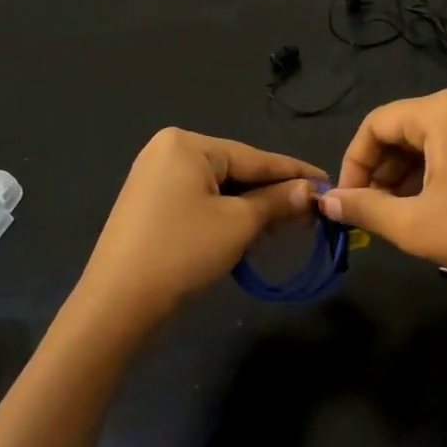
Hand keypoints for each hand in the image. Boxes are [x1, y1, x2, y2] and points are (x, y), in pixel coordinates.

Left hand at [79, 128, 324, 325]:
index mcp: (187, 144)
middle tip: (310, 213)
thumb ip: (278, 201)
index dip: (295, 172)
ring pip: (219, 189)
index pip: (255, 157)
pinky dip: (225, 216)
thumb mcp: (239, 224)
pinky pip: (199, 202)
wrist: (118, 302)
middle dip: (272, 194)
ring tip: (285, 225)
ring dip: (251, 208)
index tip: (328, 182)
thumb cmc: (183, 251)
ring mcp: (154, 179)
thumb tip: (312, 192)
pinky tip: (247, 232)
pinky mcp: (149, 206)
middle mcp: (168, 151)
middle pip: (236, 170)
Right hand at [320, 89, 446, 296]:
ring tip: (399, 216)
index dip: (353, 163)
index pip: (376, 124)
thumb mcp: (415, 224)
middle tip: (371, 213)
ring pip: (429, 143)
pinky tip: (433, 209)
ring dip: (405, 177)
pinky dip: (434, 176)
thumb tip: (328, 201)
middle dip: (379, 172)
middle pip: (402, 130)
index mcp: (441, 111)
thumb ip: (365, 208)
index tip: (348, 202)